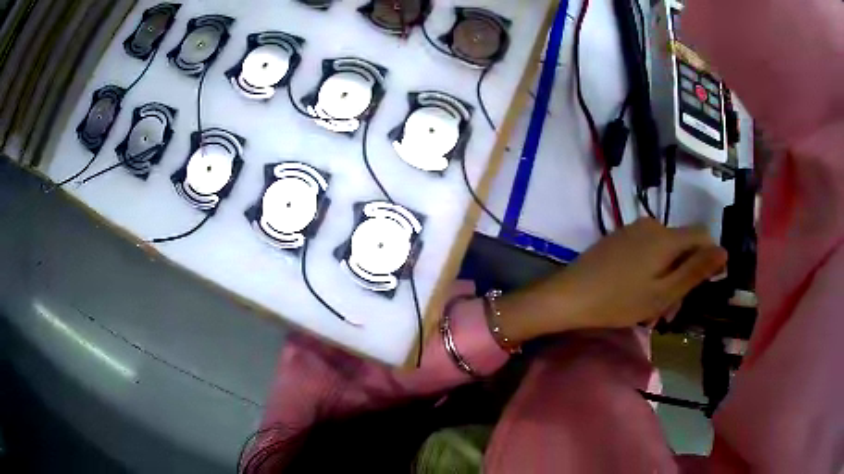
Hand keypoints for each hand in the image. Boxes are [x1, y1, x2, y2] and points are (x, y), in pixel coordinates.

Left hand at [497, 218, 727, 343]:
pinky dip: (650, 272)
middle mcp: (652, 225)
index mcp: (667, 237)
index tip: (703, 287)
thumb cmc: (619, 300)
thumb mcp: (664, 292)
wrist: (569, 296)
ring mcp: (633, 230)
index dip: (709, 259)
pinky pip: (646, 251)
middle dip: (683, 278)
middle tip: (669, 312)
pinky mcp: (619, 239)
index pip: (703, 236)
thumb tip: (724, 251)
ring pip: (664, 252)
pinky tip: (637, 295)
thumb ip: (696, 270)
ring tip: (651, 311)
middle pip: (682, 247)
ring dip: (666, 280)